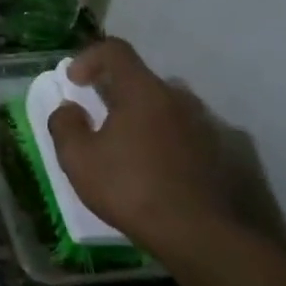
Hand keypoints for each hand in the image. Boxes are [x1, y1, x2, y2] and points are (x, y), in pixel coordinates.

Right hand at [47, 38, 234, 256]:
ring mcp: (205, 125)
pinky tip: (153, 171)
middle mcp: (178, 99)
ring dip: (140, 117)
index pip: (114, 50)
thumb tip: (69, 109)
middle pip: (140, 79)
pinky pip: (183, 132)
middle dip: (114, 92)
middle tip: (97, 119)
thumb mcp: (78, 159)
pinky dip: (163, 140)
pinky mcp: (220, 153)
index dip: (87, 58)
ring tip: (125, 149)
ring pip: (164, 107)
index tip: (74, 83)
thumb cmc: (131, 188)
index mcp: (143, 91)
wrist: (201, 235)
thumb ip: (65, 125)